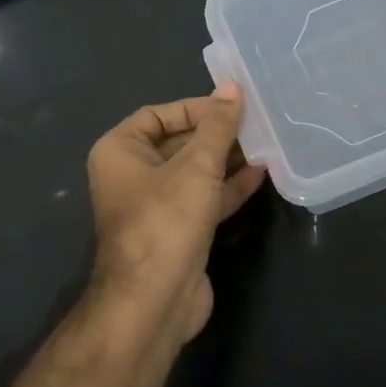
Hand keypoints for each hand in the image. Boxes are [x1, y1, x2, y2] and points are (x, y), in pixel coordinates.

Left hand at [85, 81, 267, 345]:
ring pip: (194, 173)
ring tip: (266, 143)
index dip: (195, 107)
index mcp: (119, 151)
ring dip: (228, 159)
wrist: (155, 301)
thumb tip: (232, 86)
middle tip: (257, 122)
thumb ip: (217, 125)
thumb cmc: (167, 219)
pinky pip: (204, 199)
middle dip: (217, 134)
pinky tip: (262, 173)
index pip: (158, 115)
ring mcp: (155, 206)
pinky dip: (229, 187)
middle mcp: (132, 175)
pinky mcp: (178, 232)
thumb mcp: (196, 165)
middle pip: (179, 143)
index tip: (232, 106)